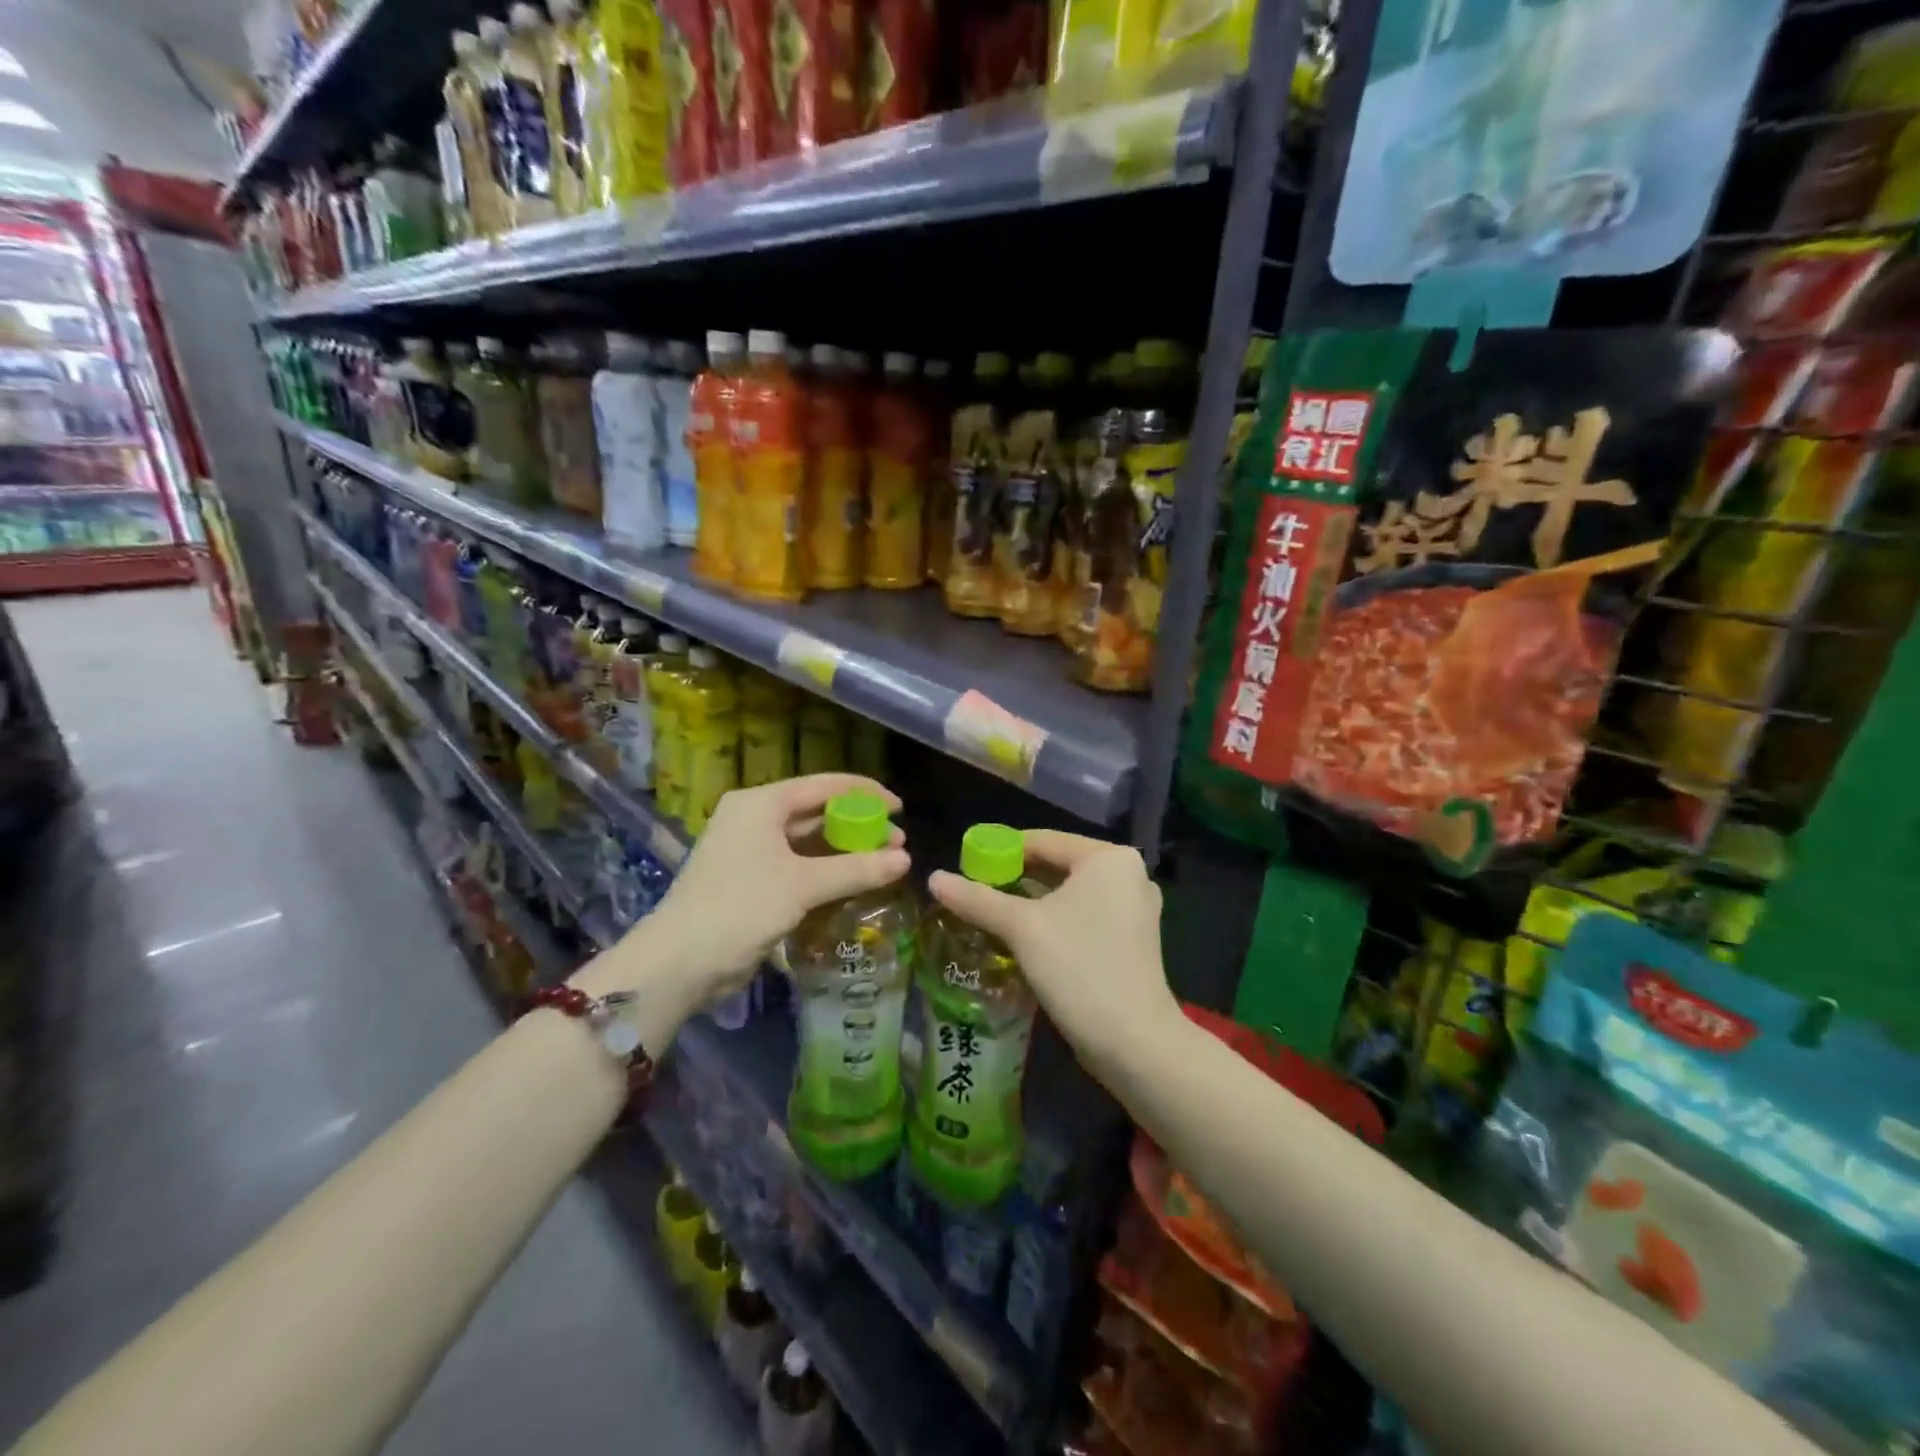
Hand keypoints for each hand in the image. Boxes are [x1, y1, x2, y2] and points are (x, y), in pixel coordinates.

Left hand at [607, 775, 909, 1018]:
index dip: (865, 794)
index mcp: (761, 803)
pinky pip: (798, 864)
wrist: (680, 962)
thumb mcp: (803, 885)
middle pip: (817, 812)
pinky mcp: (752, 880)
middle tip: (897, 842)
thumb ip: (856, 869)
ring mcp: (751, 850)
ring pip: (808, 841)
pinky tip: (854, 881)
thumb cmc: (741, 907)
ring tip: (884, 862)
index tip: (900, 809)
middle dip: (859, 825)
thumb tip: (907, 860)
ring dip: (845, 850)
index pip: (824, 785)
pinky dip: (826, 870)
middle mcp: (755, 818)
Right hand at [928, 830, 1179, 1073]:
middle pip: (1057, 865)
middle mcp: (1127, 874)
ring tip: (990, 913)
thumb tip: (933, 878)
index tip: (965, 865)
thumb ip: (977, 899)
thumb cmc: (1078, 968)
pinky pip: (1083, 915)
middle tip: (974, 891)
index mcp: (1108, 858)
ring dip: (1031, 902)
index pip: (1043, 840)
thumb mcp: (1022, 929)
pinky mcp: (1131, 939)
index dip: (1000, 849)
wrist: (1134, 1043)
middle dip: (1014, 878)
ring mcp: (1133, 908)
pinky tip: (1023, 937)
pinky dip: (1054, 920)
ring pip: (1069, 893)